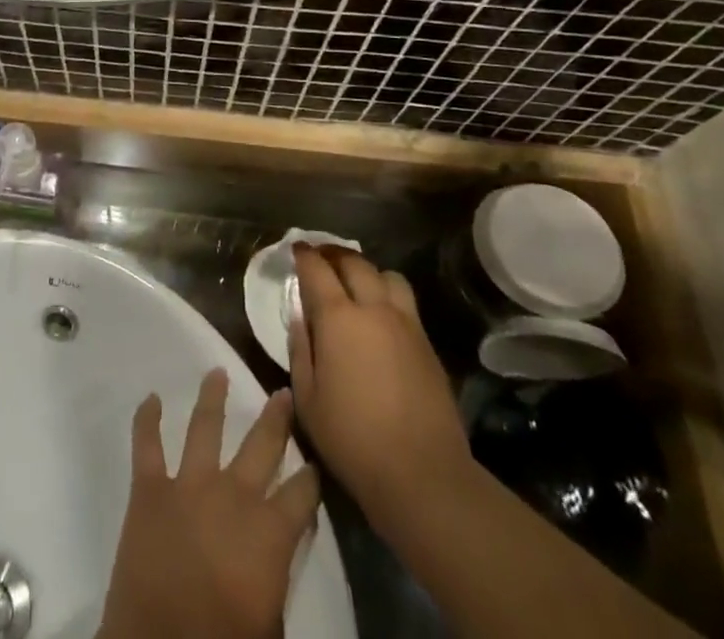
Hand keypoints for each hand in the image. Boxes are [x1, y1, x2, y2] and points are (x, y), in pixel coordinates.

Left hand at [98, 369, 319, 638]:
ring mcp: (189, 485)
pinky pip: (146, 445)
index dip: (311, 478)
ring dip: (213, 397)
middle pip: (262, 445)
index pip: (302, 494)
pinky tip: (150, 398)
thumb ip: (275, 576)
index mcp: (269, 532)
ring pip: (205, 426)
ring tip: (217, 372)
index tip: (314, 462)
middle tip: (282, 392)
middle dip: (276, 418)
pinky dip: (146, 419)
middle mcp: (233, 494)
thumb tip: (276, 554)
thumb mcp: (270, 622)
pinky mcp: (150, 489)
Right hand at [289, 246, 470, 542]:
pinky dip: (388, 294)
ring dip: (367, 272)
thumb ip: (300, 349)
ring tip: (356, 284)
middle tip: (321, 259)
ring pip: (387, 276)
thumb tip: (299, 315)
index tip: (296, 249)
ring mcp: (406, 324)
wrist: (422, 474)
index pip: (318, 270)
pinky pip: (406, 301)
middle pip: (354, 263)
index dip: (305, 256)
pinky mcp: (427, 343)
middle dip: (334, 255)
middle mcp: (374, 309)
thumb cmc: (352, 439)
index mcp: (338, 318)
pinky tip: (381, 315)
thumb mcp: (307, 399)